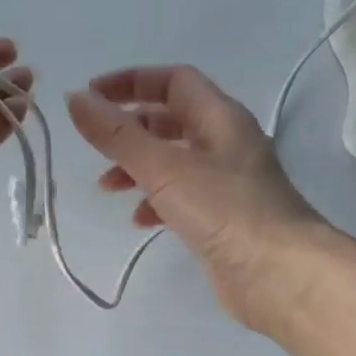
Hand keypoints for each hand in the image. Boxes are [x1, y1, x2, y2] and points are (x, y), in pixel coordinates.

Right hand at [66, 65, 336, 331]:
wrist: (280, 275)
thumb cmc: (225, 210)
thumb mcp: (164, 167)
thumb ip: (117, 134)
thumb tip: (75, 98)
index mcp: (219, 117)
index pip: (173, 80)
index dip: (131, 82)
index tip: (90, 96)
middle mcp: (225, 143)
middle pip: (170, 121)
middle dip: (130, 129)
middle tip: (95, 145)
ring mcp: (226, 183)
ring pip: (173, 161)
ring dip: (137, 168)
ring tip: (108, 188)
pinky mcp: (222, 219)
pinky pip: (181, 198)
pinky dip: (155, 203)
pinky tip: (140, 222)